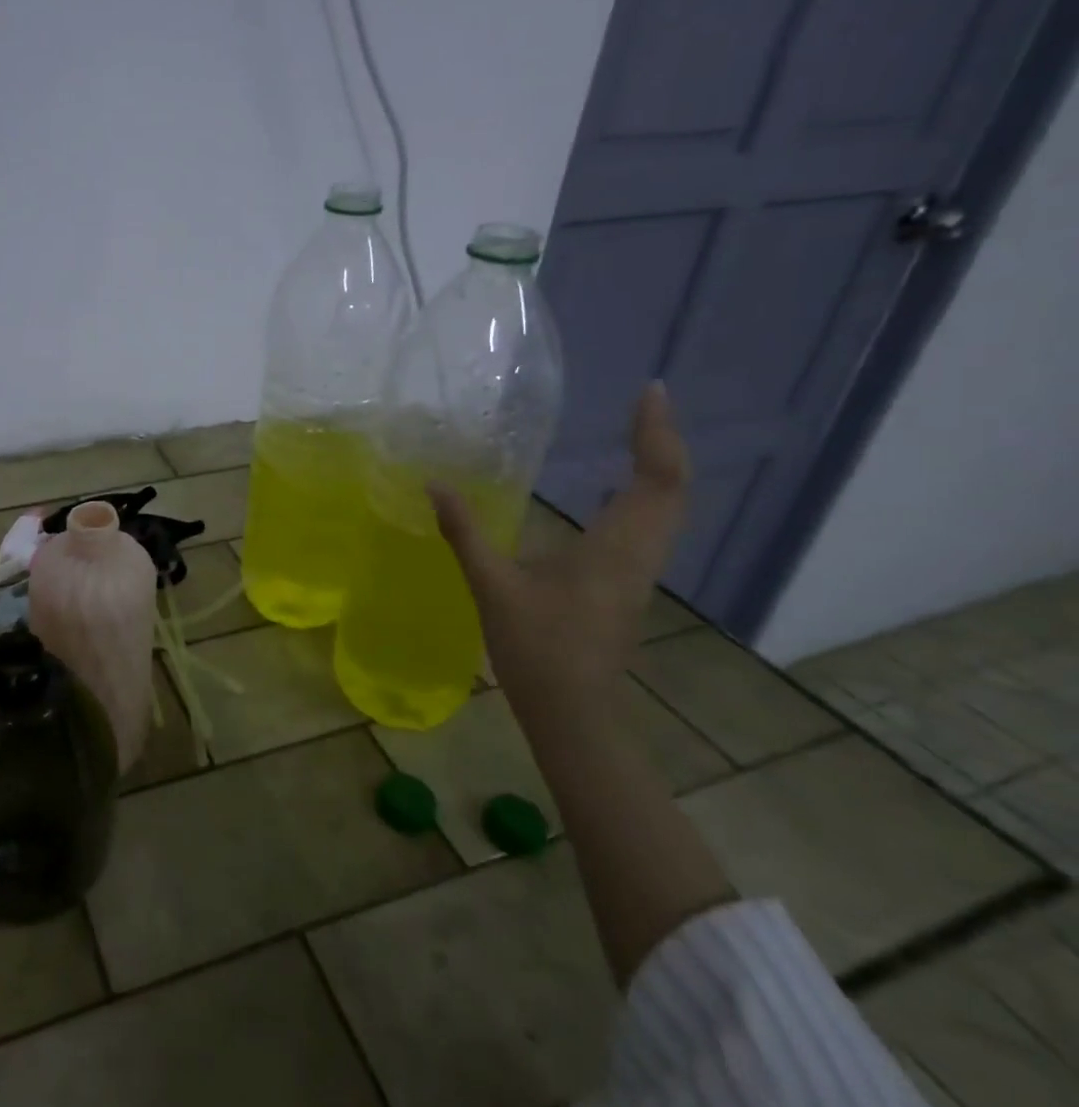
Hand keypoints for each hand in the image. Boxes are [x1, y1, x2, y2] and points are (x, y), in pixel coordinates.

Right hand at [430, 383, 690, 703]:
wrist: (574, 713)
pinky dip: (644, 494)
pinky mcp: (627, 584)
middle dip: (662, 442)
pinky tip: (614, 492)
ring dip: (657, 467)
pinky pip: (650, 526)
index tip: (649, 392)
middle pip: (672, 489)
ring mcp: (638, 571)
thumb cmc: (538, 649)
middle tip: (644, 404)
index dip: (656, 433)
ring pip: (666, 509)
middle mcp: (639, 554)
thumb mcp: (493, 587)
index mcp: (615, 548)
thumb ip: (465, 533)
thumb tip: (435, 484)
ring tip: (635, 435)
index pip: (656, 478)